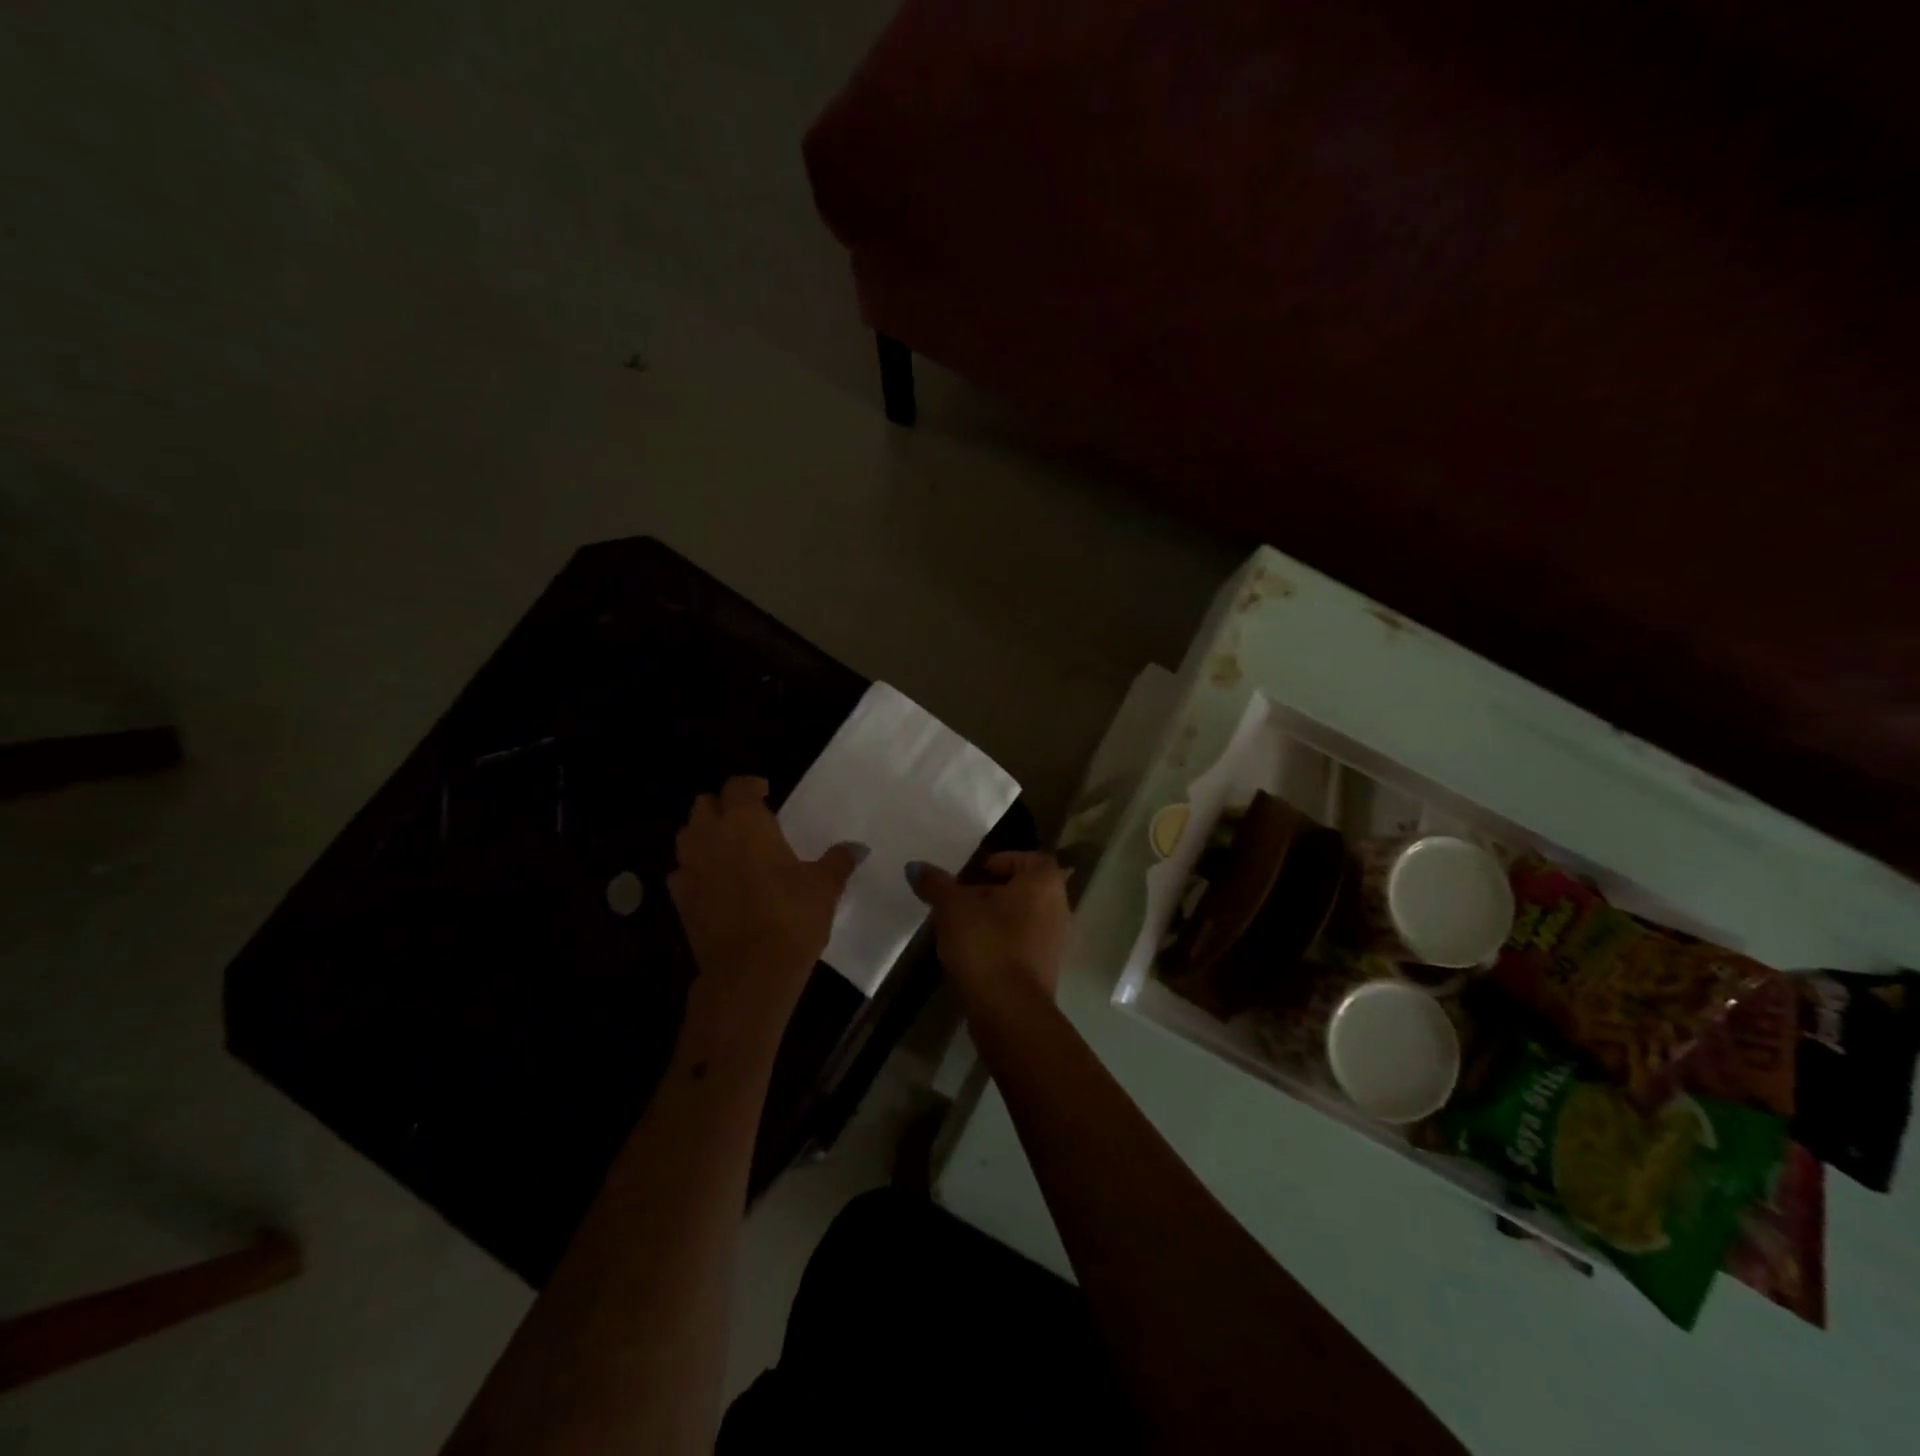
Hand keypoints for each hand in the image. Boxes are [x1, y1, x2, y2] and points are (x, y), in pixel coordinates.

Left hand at [668, 776, 862, 1010]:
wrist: (750, 972)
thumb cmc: (791, 917)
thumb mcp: (824, 886)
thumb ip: (838, 861)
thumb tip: (857, 848)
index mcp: (745, 822)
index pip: (738, 786)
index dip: (751, 785)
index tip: (766, 792)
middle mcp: (711, 837)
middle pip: (704, 805)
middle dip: (723, 806)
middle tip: (746, 818)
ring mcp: (690, 869)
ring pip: (686, 836)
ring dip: (704, 834)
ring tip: (728, 847)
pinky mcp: (680, 901)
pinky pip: (681, 873)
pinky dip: (695, 870)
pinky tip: (713, 883)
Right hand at [907, 851, 1072, 1011]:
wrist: (1008, 1009)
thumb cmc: (986, 943)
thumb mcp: (952, 908)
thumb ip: (936, 884)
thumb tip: (915, 866)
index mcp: (1044, 883)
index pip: (1031, 858)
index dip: (1004, 860)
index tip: (976, 872)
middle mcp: (1059, 908)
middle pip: (1026, 889)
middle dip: (995, 891)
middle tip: (963, 898)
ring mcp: (1056, 942)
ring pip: (1025, 918)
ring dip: (997, 919)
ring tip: (963, 927)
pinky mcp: (1047, 971)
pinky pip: (1024, 945)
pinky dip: (1003, 943)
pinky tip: (975, 954)